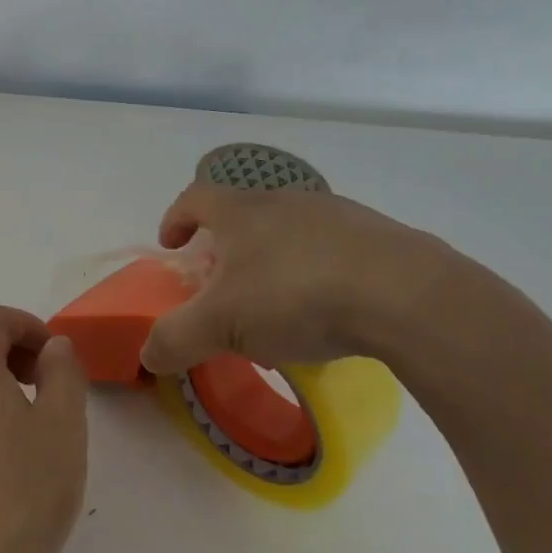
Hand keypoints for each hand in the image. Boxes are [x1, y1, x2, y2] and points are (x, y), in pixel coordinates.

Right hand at [139, 182, 460, 374]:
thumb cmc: (295, 295)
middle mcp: (286, 201)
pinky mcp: (377, 238)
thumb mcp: (220, 324)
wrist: (404, 294)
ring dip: (272, 261)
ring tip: (276, 307)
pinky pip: (331, 251)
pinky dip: (316, 274)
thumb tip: (147, 354)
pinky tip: (327, 312)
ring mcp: (336, 215)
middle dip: (225, 248)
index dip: (176, 218)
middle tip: (222, 287)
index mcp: (242, 211)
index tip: (171, 244)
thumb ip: (175, 338)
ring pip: (288, 231)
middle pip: (242, 213)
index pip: (195, 198)